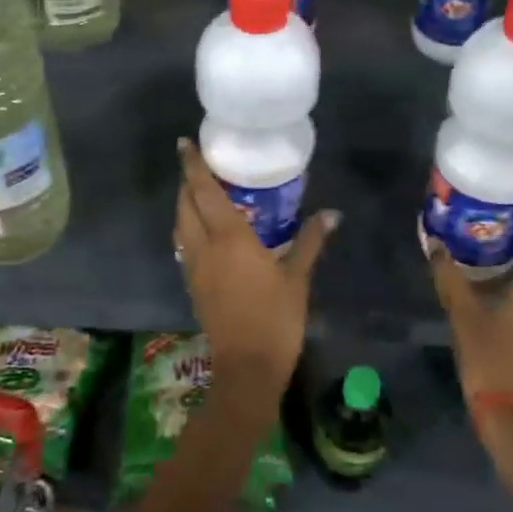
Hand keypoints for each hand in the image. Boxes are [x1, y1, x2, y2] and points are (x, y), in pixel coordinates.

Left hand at [174, 139, 337, 406]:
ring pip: (180, 225)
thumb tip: (332, 213)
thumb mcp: (297, 277)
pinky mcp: (193, 285)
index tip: (184, 143)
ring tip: (199, 192)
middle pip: (185, 205)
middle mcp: (204, 247)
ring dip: (184, 204)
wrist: (247, 367)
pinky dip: (188, 227)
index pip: (204, 191)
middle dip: (187, 182)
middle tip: (198, 164)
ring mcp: (194, 267)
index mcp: (229, 238)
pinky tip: (204, 229)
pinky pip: (184, 244)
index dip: (193, 166)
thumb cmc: (276, 318)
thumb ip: (310, 241)